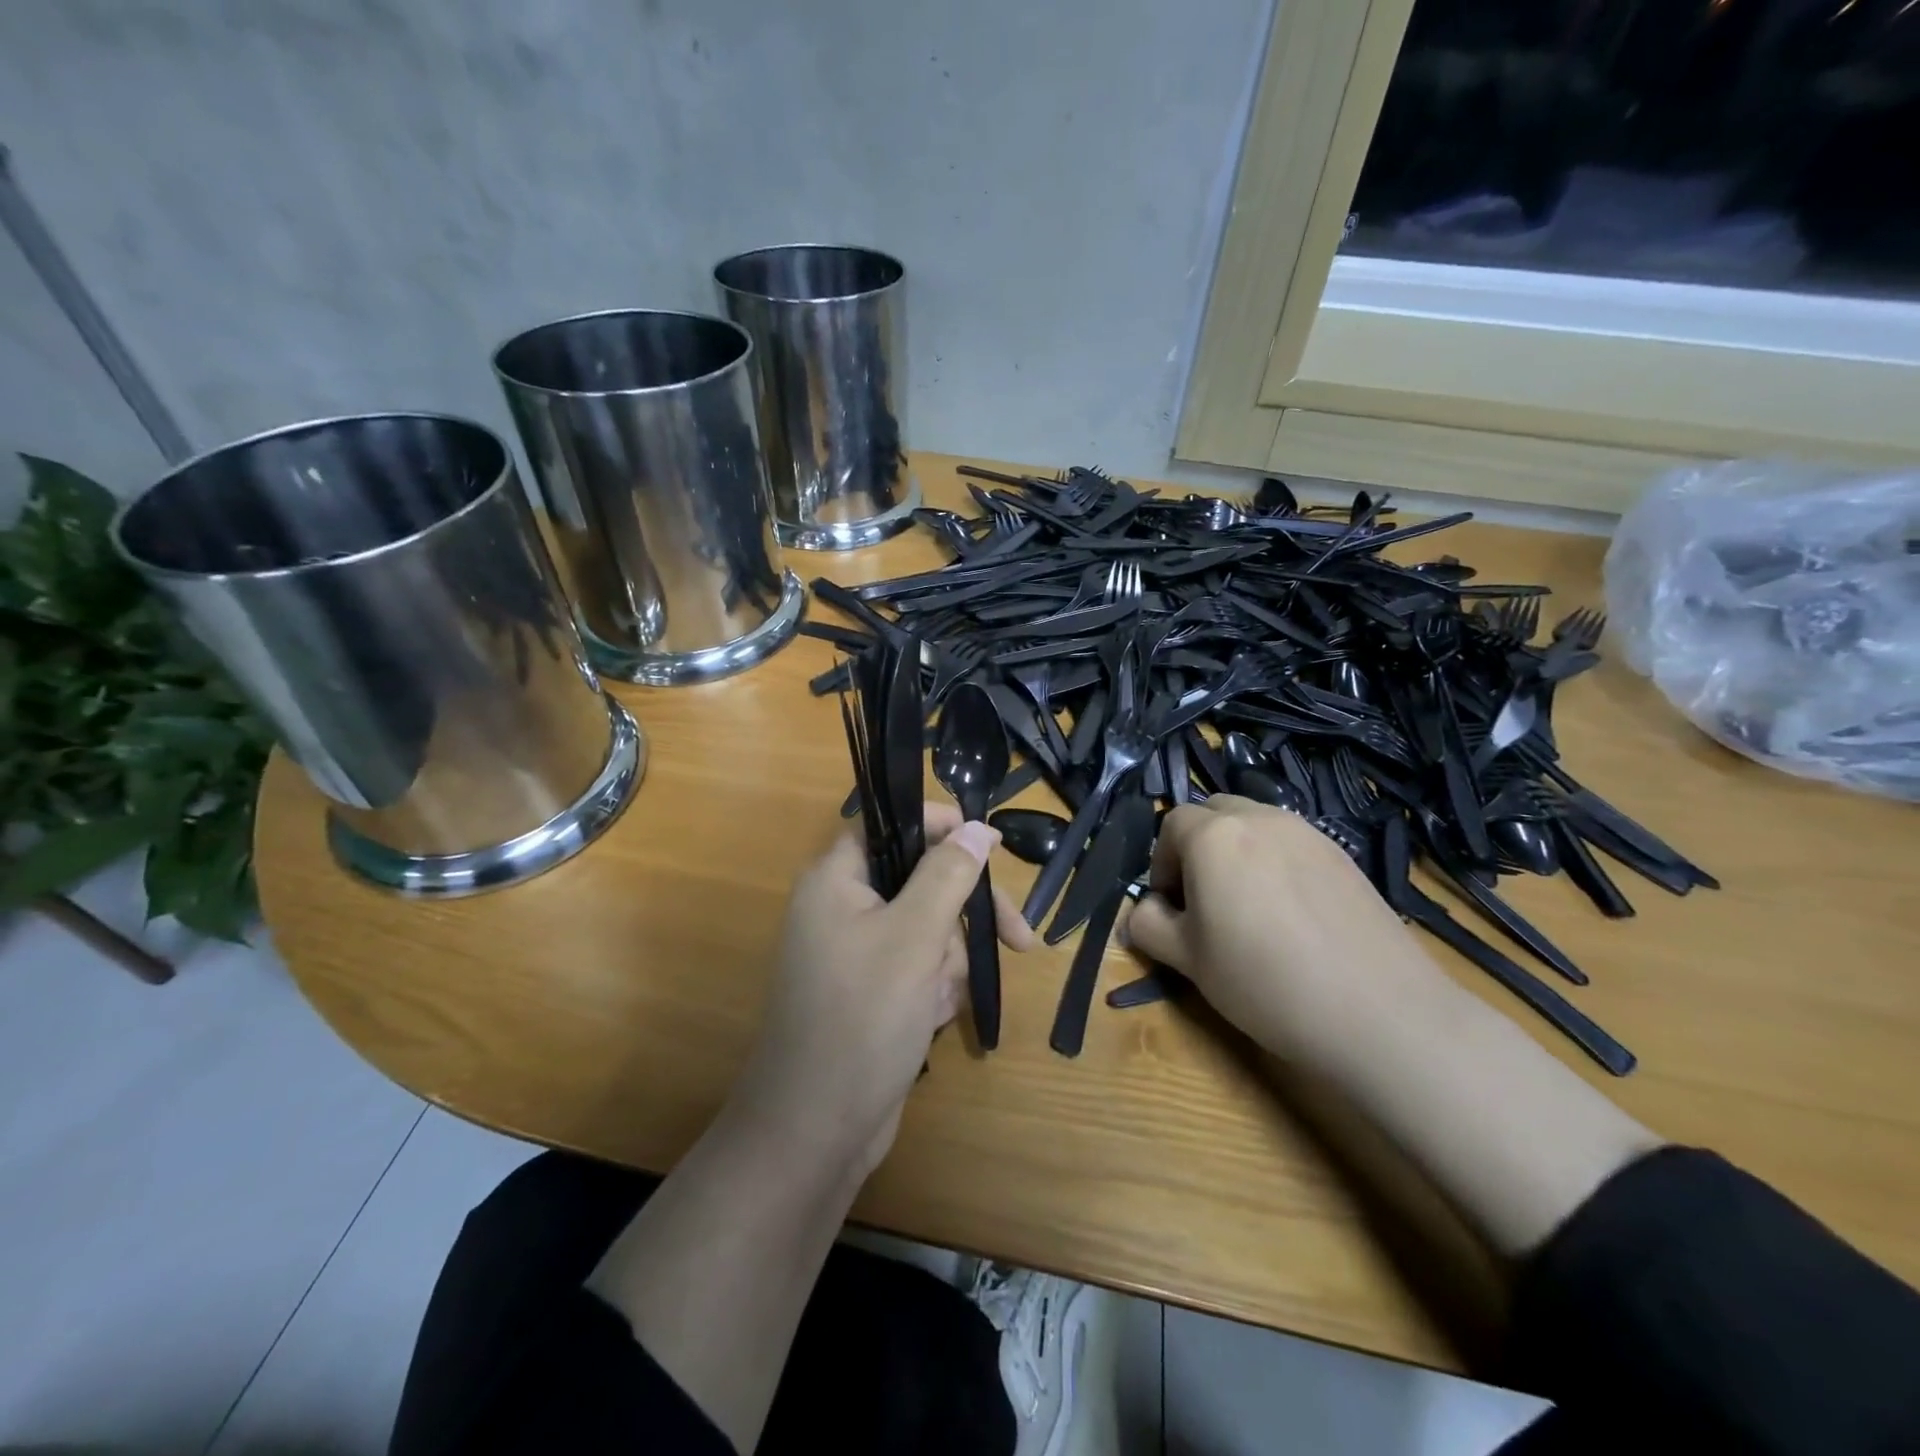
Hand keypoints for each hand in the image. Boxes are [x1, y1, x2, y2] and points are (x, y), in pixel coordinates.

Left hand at [729, 805, 1035, 1178]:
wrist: (816, 1131)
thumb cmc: (863, 1019)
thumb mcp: (915, 937)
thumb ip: (948, 875)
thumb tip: (976, 827)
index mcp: (837, 879)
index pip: (893, 826)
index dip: (943, 828)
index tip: (993, 847)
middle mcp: (841, 906)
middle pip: (920, 880)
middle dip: (963, 914)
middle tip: (1017, 939)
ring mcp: (854, 952)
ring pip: (926, 928)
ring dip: (948, 960)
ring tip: (939, 1000)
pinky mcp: (868, 991)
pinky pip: (916, 967)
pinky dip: (934, 988)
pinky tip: (933, 1020)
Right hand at [1126, 795, 1440, 1060]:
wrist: (1379, 1013)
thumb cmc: (1264, 982)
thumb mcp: (1188, 960)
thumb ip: (1148, 925)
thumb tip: (1143, 912)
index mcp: (1214, 836)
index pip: (1170, 825)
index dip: (1161, 864)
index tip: (1172, 907)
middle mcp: (1259, 818)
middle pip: (1213, 813)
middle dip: (1197, 847)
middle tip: (1205, 900)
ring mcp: (1307, 832)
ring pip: (1254, 824)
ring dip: (1237, 851)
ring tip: (1249, 907)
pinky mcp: (1343, 854)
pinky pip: (1291, 843)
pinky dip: (1276, 863)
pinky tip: (1292, 915)